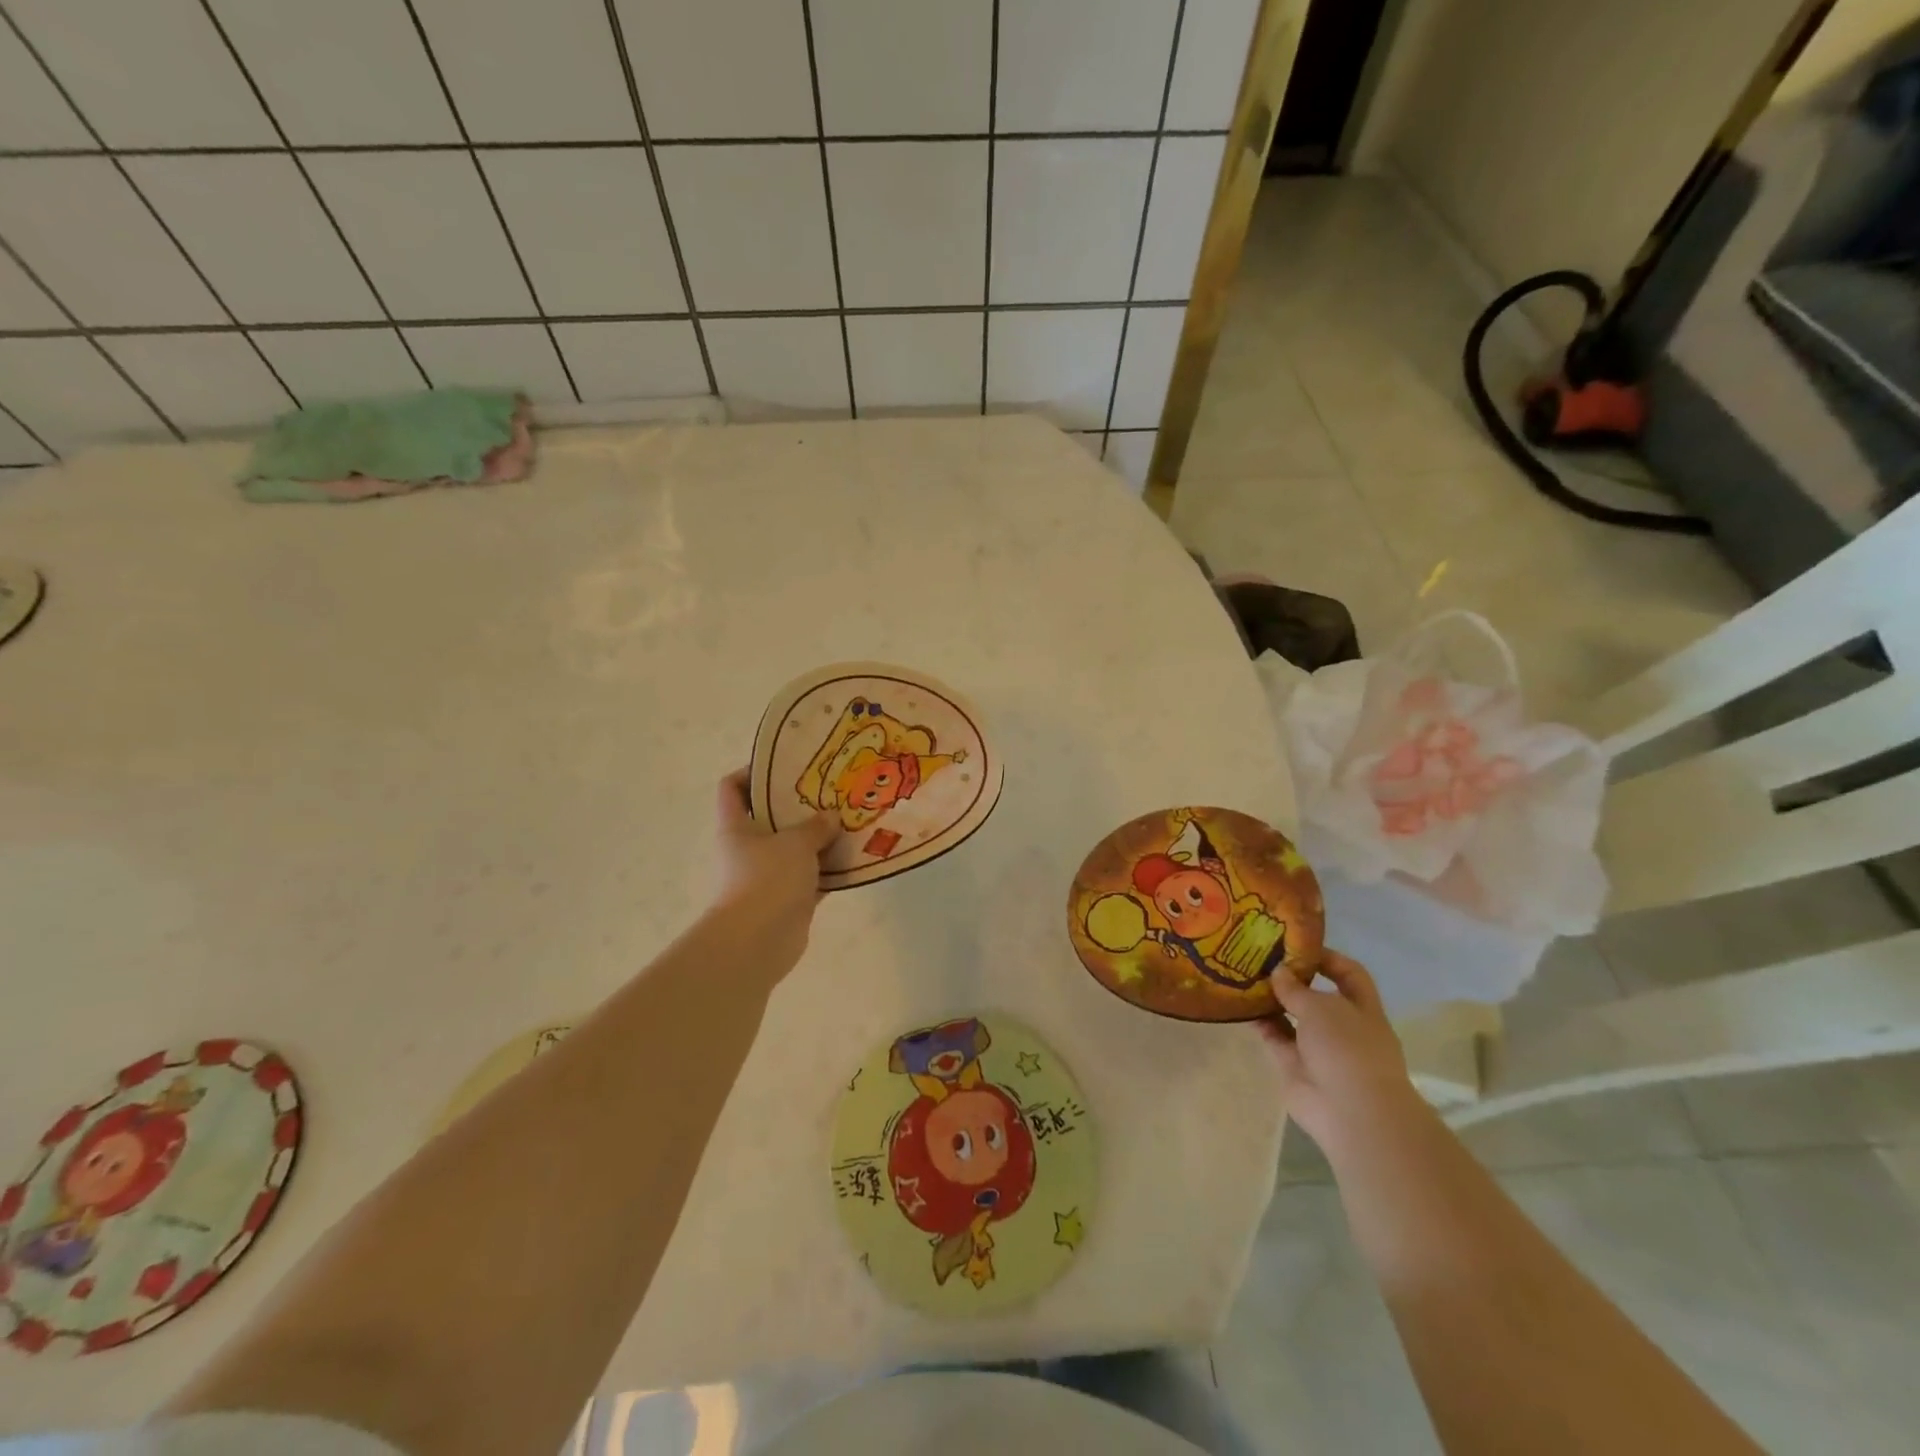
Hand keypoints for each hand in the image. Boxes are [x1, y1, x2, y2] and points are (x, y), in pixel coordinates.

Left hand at [711, 768, 836, 973]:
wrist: (757, 943)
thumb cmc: (767, 880)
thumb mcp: (795, 843)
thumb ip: (815, 826)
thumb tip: (831, 816)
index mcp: (737, 827)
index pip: (732, 788)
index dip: (752, 771)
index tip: (785, 765)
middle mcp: (749, 849)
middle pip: (771, 816)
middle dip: (800, 805)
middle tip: (831, 791)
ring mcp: (768, 875)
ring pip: (796, 848)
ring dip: (821, 838)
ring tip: (851, 820)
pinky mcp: (789, 899)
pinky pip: (814, 876)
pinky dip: (832, 869)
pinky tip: (857, 857)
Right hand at [1261, 952, 1425, 1153]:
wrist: (1351, 1113)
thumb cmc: (1347, 1049)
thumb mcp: (1321, 1007)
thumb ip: (1296, 988)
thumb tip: (1278, 971)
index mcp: (1362, 1008)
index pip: (1349, 973)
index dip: (1327, 958)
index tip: (1296, 945)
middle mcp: (1342, 1026)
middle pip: (1316, 995)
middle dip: (1292, 978)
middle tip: (1260, 957)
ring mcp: (1319, 1048)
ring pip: (1293, 1017)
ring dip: (1272, 999)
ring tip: (1243, 975)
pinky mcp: (1295, 1066)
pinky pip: (1276, 1038)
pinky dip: (1261, 1023)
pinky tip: (1240, 1005)